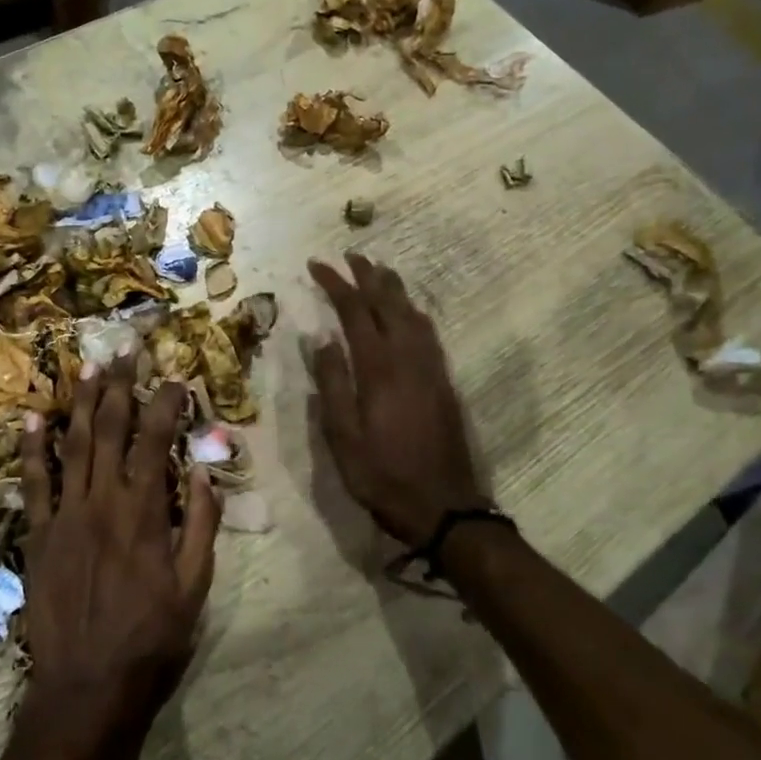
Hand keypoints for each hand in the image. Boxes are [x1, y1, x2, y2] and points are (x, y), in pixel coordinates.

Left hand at [19, 356, 218, 748]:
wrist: (87, 686)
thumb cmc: (151, 637)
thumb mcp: (195, 585)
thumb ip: (202, 523)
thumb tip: (202, 469)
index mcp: (145, 512)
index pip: (155, 440)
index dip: (166, 402)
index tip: (175, 376)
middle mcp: (102, 501)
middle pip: (110, 429)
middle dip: (120, 385)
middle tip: (125, 349)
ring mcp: (65, 515)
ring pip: (72, 445)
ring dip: (81, 402)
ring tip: (88, 366)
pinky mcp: (37, 535)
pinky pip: (33, 483)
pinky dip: (32, 448)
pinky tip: (33, 417)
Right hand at [308, 254, 486, 548]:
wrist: (443, 505)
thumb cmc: (382, 475)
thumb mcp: (342, 437)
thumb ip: (332, 384)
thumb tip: (322, 339)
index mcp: (379, 368)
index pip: (354, 311)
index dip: (336, 284)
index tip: (317, 264)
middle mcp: (408, 358)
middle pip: (388, 303)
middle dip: (368, 275)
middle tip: (350, 255)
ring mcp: (431, 368)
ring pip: (412, 313)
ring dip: (393, 288)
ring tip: (378, 271)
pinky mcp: (443, 381)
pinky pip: (428, 332)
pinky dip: (413, 311)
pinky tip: (408, 313)